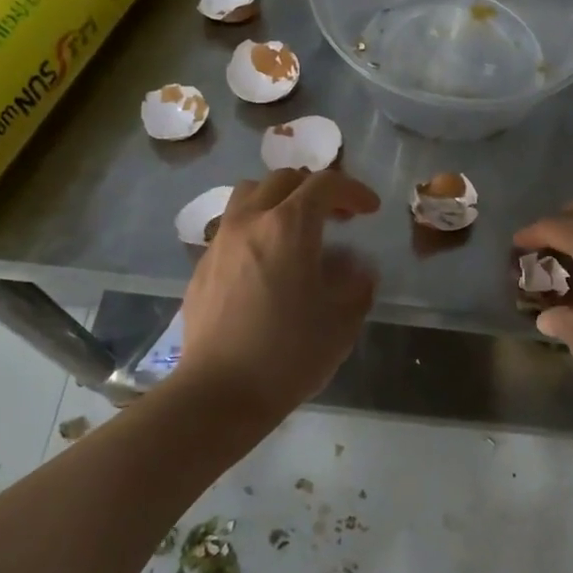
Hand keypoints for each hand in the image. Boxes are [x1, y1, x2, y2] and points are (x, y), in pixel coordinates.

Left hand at [176, 169, 380, 424]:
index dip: (354, 190)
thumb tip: (358, 269)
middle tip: (338, 217)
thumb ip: (358, 284)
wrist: (219, 393)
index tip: (370, 210)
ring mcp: (220, 242)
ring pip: (249, 195)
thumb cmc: (289, 354)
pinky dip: (255, 228)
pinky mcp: (202, 266)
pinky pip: (231, 227)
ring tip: (296, 229)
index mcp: (289, 227)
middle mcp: (250, 222)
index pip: (325, 184)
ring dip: (279, 200)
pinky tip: (266, 264)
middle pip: (283, 180)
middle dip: (316, 190)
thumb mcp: (343, 321)